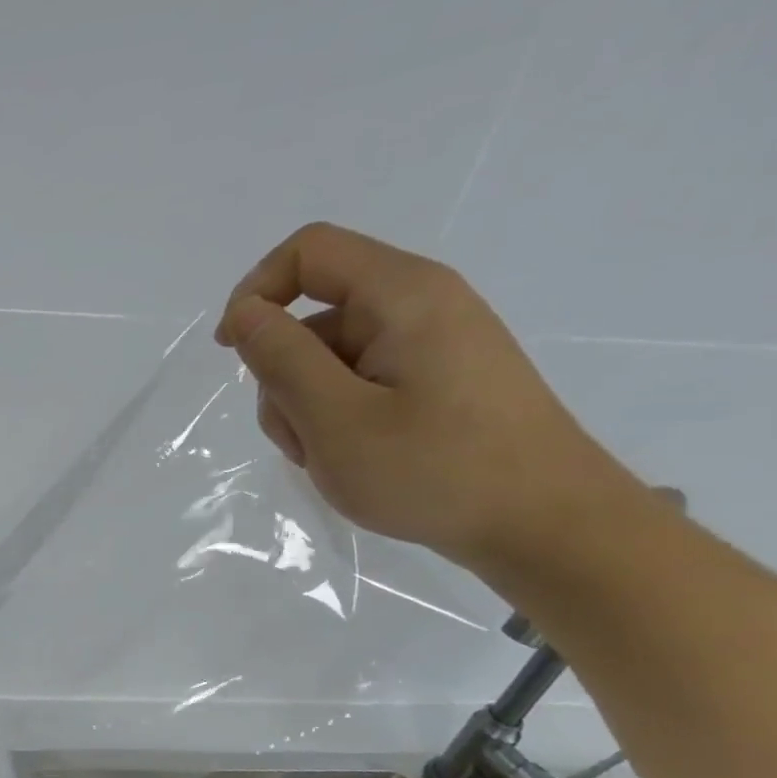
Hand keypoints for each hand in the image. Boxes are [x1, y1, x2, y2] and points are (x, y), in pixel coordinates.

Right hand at [213, 222, 648, 572]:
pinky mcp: (435, 380)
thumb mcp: (335, 418)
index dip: (256, 292)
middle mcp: (420, 305)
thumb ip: (281, 358)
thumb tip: (243, 313)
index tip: (232, 353)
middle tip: (301, 436)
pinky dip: (337, 417)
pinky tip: (353, 459)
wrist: (544, 525)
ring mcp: (430, 345)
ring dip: (306, 406)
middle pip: (314, 316)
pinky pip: (360, 382)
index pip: (308, 252)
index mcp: (402, 294)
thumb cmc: (434, 469)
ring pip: (330, 358)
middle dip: (283, 374)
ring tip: (331, 458)